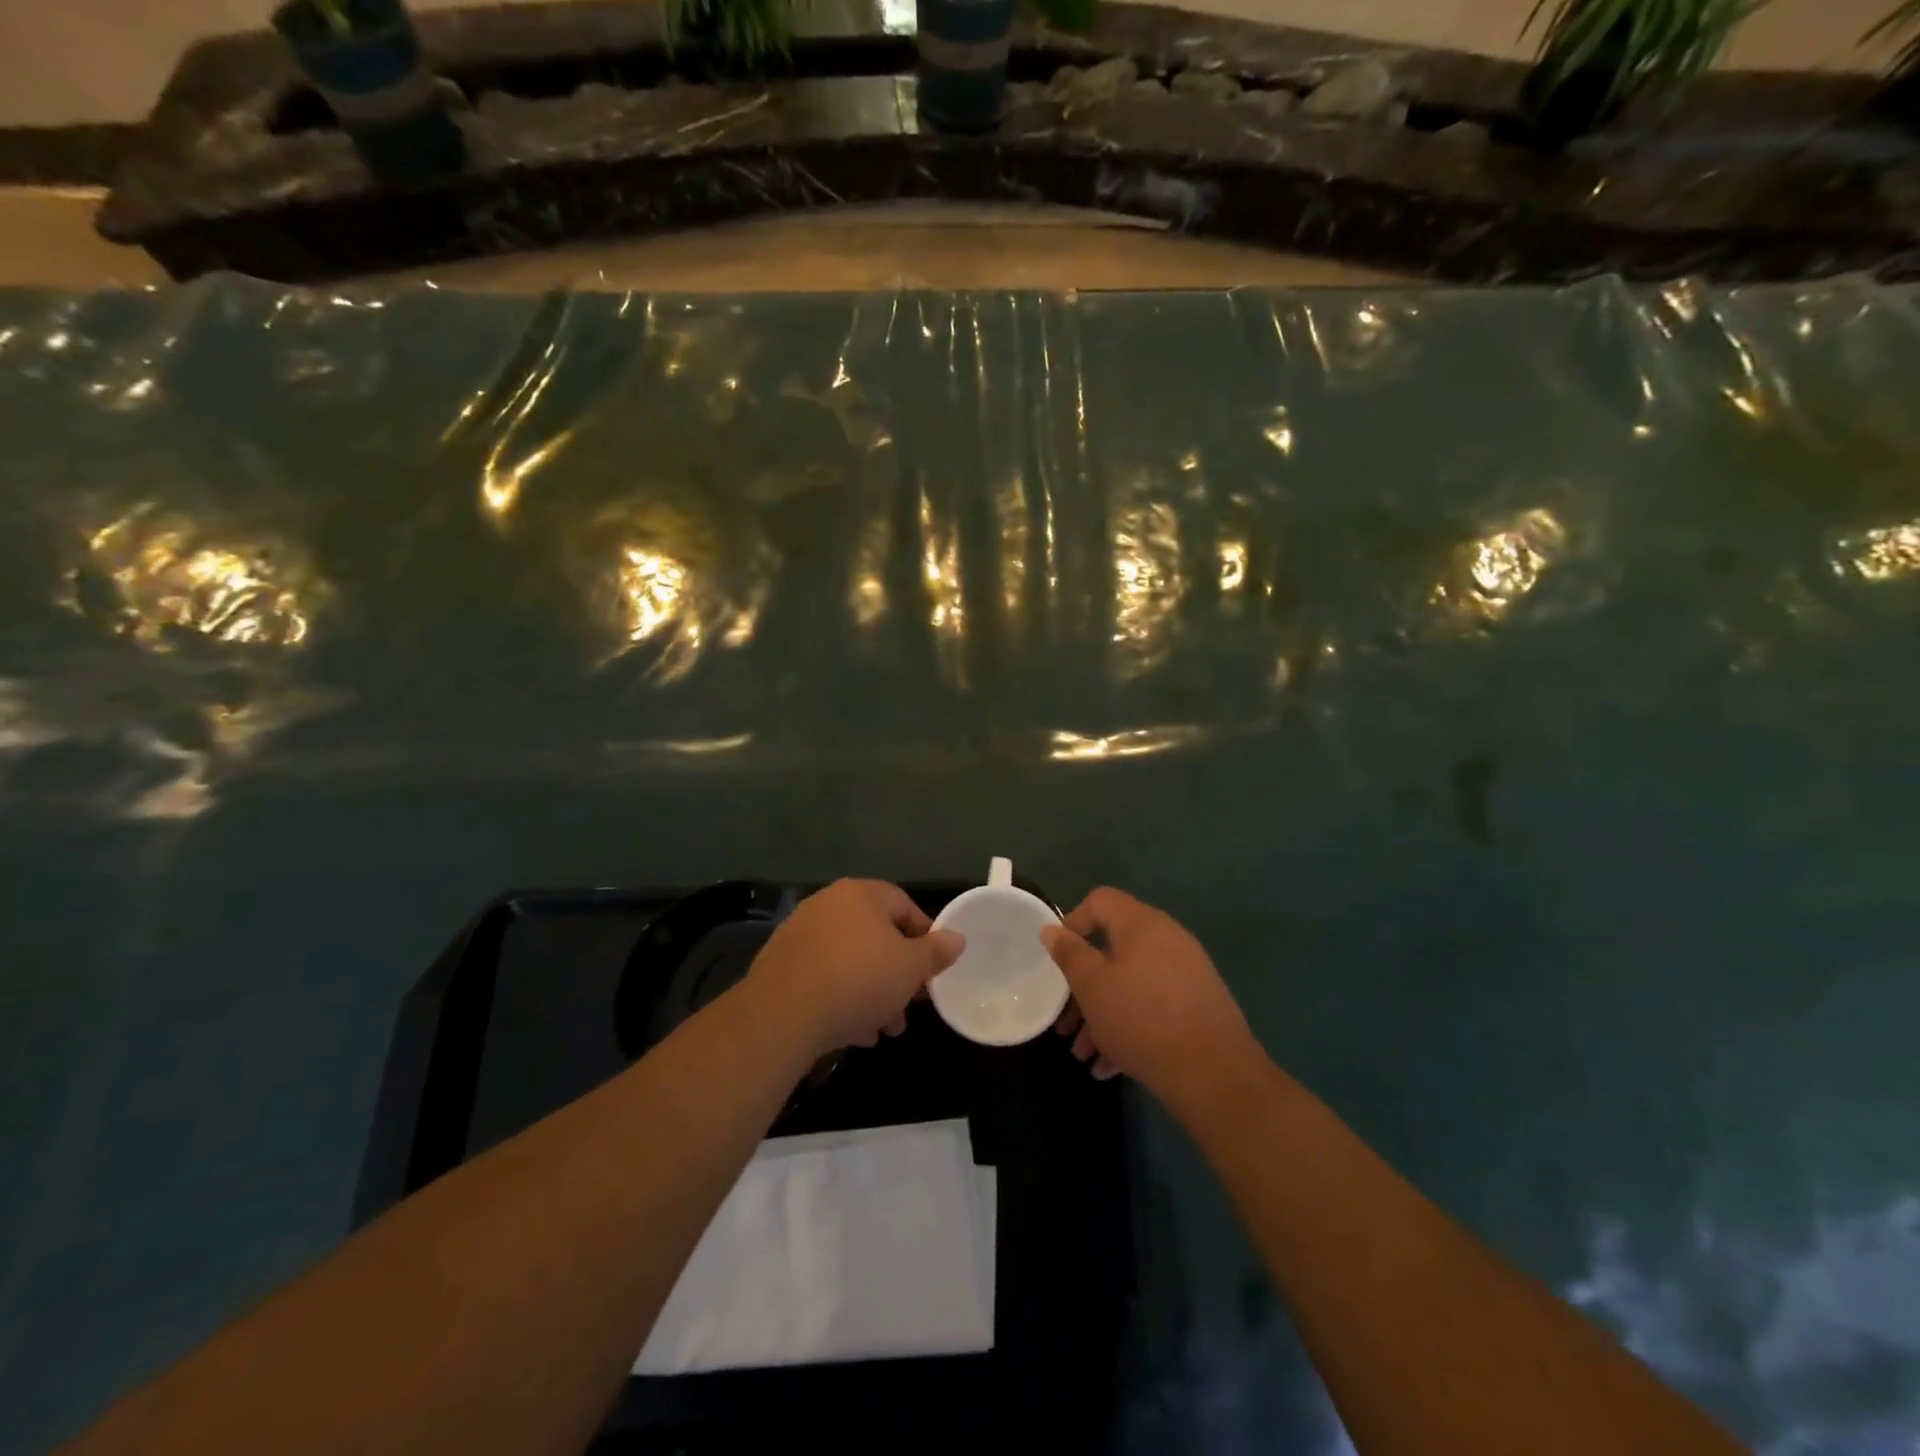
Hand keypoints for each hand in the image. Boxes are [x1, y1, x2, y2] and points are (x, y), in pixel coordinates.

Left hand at [746, 879, 964, 1057]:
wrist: (783, 1013)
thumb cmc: (859, 980)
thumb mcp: (911, 968)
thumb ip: (936, 951)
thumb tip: (957, 938)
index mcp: (861, 894)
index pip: (905, 906)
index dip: (925, 939)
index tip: (932, 972)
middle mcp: (828, 904)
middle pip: (875, 937)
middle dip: (896, 975)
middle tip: (908, 1008)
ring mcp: (800, 932)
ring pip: (849, 960)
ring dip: (871, 993)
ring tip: (881, 1029)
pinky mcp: (780, 963)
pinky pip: (823, 976)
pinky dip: (840, 997)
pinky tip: (851, 1031)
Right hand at [1042, 888, 1258, 1107]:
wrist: (1214, 1073)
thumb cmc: (1141, 1019)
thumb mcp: (1092, 986)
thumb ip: (1069, 954)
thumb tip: (1052, 929)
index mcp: (1141, 924)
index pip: (1099, 901)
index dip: (1073, 923)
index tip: (1059, 960)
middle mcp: (1167, 939)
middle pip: (1113, 949)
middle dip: (1083, 987)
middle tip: (1065, 1022)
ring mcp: (1186, 973)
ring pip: (1131, 984)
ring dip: (1102, 1014)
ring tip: (1084, 1054)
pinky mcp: (1197, 1005)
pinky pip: (1153, 1005)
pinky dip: (1129, 1026)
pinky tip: (1110, 1065)